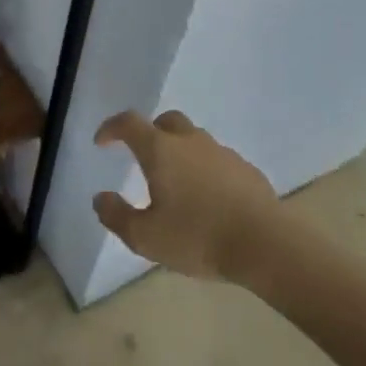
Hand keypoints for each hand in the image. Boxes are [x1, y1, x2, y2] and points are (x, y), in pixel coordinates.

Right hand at [93, 109, 278, 279]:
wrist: (265, 244)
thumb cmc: (197, 237)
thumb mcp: (145, 237)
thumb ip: (116, 215)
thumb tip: (101, 197)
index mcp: (161, 151)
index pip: (130, 123)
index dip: (112, 128)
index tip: (102, 142)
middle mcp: (191, 142)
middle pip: (167, 122)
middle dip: (150, 133)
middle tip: (142, 157)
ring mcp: (223, 153)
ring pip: (195, 140)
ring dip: (180, 153)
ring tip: (177, 185)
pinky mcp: (246, 170)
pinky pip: (218, 161)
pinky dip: (205, 170)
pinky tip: (208, 199)